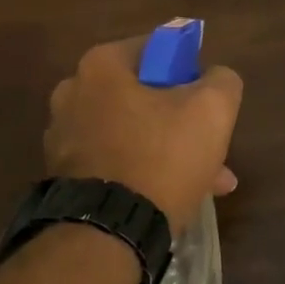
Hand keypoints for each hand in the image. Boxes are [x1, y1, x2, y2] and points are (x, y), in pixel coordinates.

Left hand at [44, 36, 243, 232]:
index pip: (156, 49)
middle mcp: (72, 93)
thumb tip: (216, 78)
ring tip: (207, 181)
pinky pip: (115, 161)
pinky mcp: (63, 176)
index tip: (208, 98)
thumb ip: (221, 80)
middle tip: (211, 145)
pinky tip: (176, 196)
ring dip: (168, 150)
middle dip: (182, 119)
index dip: (189, 70)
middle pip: (144, 95)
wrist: (107, 234)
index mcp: (101, 66)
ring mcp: (63, 137)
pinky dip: (143, 172)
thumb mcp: (212, 109)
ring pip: (132, 132)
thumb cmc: (160, 157)